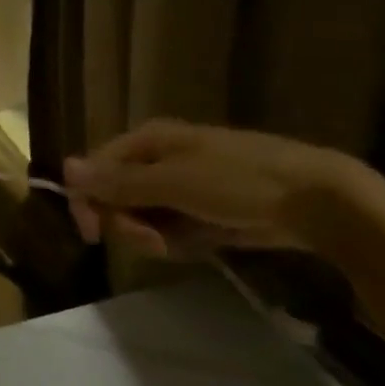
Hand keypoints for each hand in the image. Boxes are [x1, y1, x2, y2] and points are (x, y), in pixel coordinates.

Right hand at [63, 119, 384, 259]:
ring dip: (155, 235)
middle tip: (154, 243)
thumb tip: (64, 168)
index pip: (95, 168)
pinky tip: (202, 245)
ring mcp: (184, 184)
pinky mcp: (206, 209)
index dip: (88, 200)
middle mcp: (159, 159)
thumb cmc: (240, 182)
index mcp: (147, 140)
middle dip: (128, 223)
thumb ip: (118, 181)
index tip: (94, 235)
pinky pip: (174, 227)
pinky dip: (181, 241)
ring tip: (184, 245)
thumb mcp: (173, 182)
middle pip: (117, 194)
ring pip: (144, 215)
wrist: (320, 200)